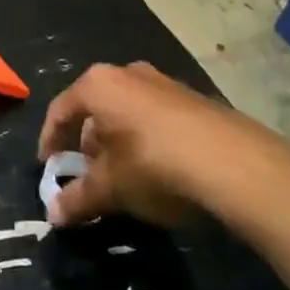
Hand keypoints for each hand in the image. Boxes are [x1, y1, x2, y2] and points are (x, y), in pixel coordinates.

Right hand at [38, 62, 289, 232]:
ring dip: (119, 143)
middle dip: (87, 144)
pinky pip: (158, 119)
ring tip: (123, 179)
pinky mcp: (198, 101)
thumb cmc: (156, 166)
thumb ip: (78, 199)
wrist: (240, 166)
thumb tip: (53, 215)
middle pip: (96, 109)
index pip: (61, 110)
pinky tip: (160, 173)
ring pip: (128, 113)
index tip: (49, 169)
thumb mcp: (111, 188)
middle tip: (87, 176)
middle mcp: (130, 74)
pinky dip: (148, 142)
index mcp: (99, 85)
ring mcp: (167, 84)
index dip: (50, 142)